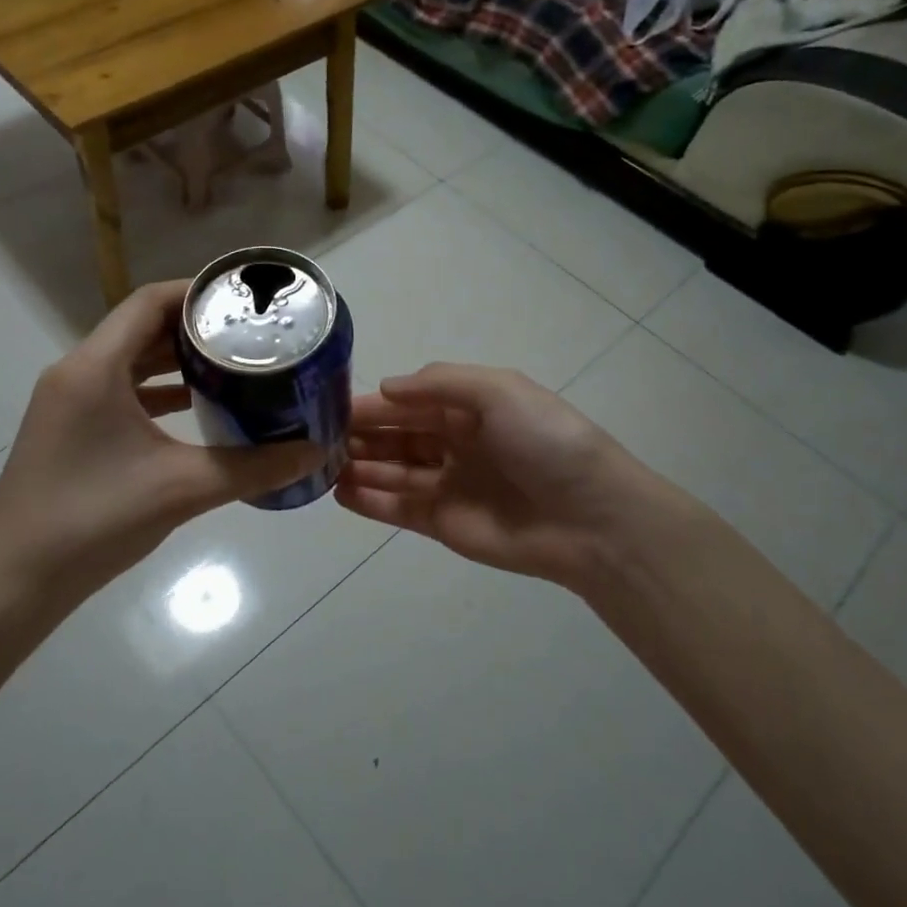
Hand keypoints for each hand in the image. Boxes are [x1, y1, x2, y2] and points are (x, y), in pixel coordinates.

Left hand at [0, 282, 323, 601]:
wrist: (16, 582)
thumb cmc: (95, 520)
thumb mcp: (183, 488)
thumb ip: (254, 467)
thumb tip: (315, 452)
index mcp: (94, 368)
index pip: (148, 302)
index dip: (196, 292)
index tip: (242, 299)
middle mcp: (75, 372)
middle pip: (140, 327)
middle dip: (194, 328)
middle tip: (248, 334)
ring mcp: (67, 402)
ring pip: (128, 360)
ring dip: (175, 360)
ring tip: (230, 364)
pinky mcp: (68, 429)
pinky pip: (118, 391)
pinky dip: (156, 391)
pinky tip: (194, 408)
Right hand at [336, 363, 715, 591]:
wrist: (591, 519)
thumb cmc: (545, 442)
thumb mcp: (499, 390)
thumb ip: (439, 383)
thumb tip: (386, 389)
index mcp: (468, 408)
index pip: (409, 402)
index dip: (372, 403)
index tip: (329, 405)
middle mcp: (454, 443)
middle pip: (395, 436)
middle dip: (359, 434)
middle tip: (315, 437)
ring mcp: (447, 485)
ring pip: (392, 471)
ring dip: (357, 466)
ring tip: (320, 464)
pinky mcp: (443, 524)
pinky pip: (398, 509)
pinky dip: (369, 501)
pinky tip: (339, 492)